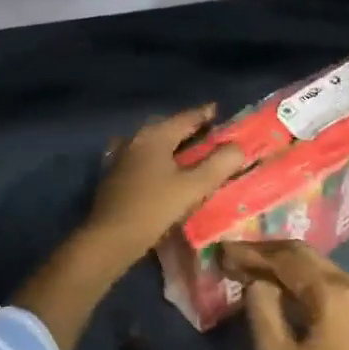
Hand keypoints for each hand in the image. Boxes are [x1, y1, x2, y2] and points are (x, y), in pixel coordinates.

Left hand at [85, 105, 245, 269]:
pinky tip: (167, 173)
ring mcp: (122, 157)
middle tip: (210, 135)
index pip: (186, 117)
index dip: (205, 114)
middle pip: (168, 128)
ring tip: (192, 154)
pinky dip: (160, 160)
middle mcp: (136, 139)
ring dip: (173, 146)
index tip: (220, 111)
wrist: (109, 238)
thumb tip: (239, 147)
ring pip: (154, 144)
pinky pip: (144, 159)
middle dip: (189, 129)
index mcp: (155, 136)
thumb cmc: (154, 209)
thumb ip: (219, 165)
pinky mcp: (115, 175)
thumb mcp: (193, 187)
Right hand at [223, 240, 348, 349]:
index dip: (253, 253)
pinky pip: (327, 279)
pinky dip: (300, 276)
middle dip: (266, 253)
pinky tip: (276, 282)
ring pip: (316, 264)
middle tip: (233, 255)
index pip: (287, 259)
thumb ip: (261, 308)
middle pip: (303, 254)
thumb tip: (255, 281)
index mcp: (333, 294)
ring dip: (282, 263)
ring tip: (248, 266)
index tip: (223, 250)